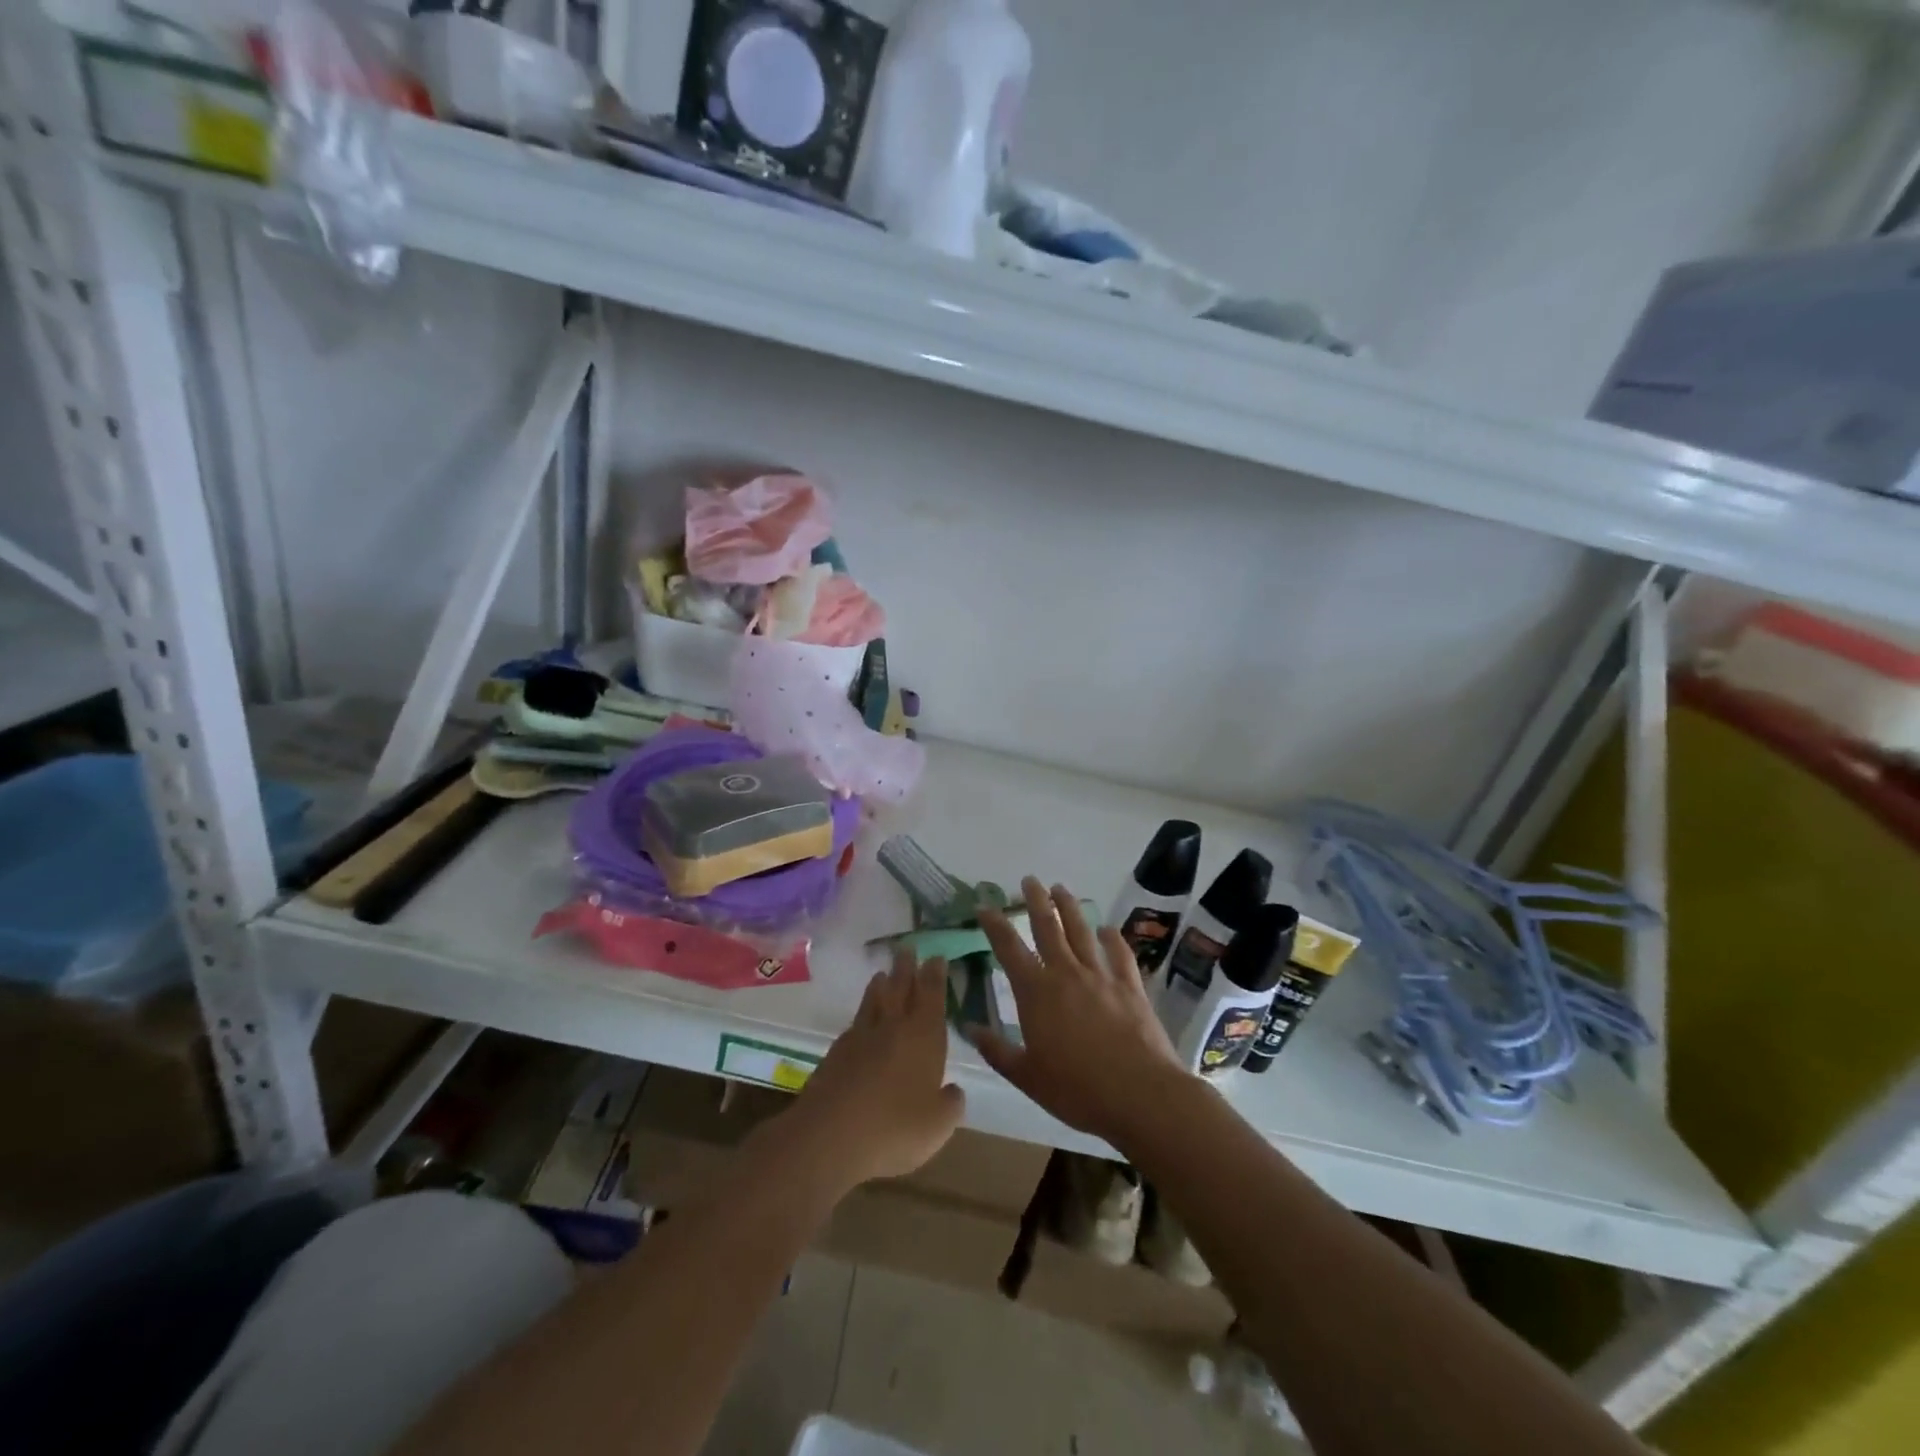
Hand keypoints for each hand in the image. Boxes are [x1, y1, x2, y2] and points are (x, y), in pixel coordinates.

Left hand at [780, 948, 965, 1192]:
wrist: (830, 1135)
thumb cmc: (895, 1128)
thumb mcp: (938, 1125)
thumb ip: (950, 1104)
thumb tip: (953, 1091)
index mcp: (923, 1036)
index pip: (932, 996)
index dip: (935, 975)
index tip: (936, 956)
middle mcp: (893, 1027)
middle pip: (900, 989)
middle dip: (906, 968)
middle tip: (907, 948)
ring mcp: (861, 1038)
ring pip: (874, 1002)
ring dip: (880, 985)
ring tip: (882, 974)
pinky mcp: (836, 1053)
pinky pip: (854, 1024)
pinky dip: (861, 1016)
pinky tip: (860, 1021)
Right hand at [975, 877, 1189, 1144]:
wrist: (1141, 1095)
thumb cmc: (1077, 1090)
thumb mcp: (1027, 1077)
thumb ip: (997, 1050)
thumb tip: (968, 1027)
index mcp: (1036, 993)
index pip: (1009, 949)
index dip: (995, 925)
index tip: (984, 906)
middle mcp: (1066, 974)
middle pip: (1048, 928)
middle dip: (1036, 901)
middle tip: (1029, 879)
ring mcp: (1101, 976)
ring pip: (1081, 932)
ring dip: (1069, 907)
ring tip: (1061, 888)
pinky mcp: (1130, 986)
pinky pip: (1119, 954)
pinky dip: (1112, 938)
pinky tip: (1107, 929)